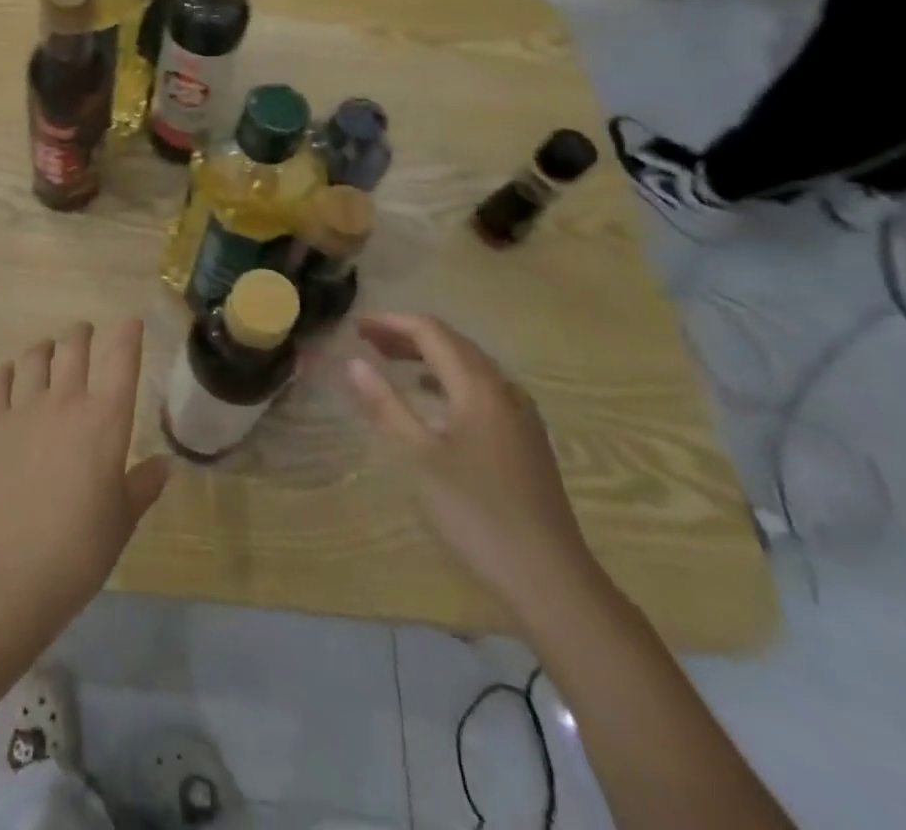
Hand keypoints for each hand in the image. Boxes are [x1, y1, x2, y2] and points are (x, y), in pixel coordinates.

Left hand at [0, 321, 172, 644]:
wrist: (8, 574)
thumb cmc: (78, 551)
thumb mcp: (122, 520)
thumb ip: (143, 485)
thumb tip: (165, 464)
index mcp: (105, 420)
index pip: (122, 359)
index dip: (128, 335)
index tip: (131, 322)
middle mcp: (64, 401)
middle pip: (74, 348)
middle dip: (82, 334)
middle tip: (84, 333)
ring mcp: (22, 409)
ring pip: (34, 358)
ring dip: (45, 347)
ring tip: (47, 348)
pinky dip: (6, 372)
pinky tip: (9, 375)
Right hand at [345, 314, 597, 621]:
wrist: (551, 581)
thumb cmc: (477, 514)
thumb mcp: (418, 458)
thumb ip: (385, 405)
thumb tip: (353, 362)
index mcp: (479, 387)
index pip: (431, 333)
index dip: (391, 323)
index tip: (355, 327)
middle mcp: (504, 391)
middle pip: (453, 344)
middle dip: (408, 336)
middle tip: (367, 341)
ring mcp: (520, 418)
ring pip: (470, 367)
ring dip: (429, 357)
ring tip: (391, 363)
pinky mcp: (526, 443)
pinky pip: (482, 391)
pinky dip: (449, 382)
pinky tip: (433, 403)